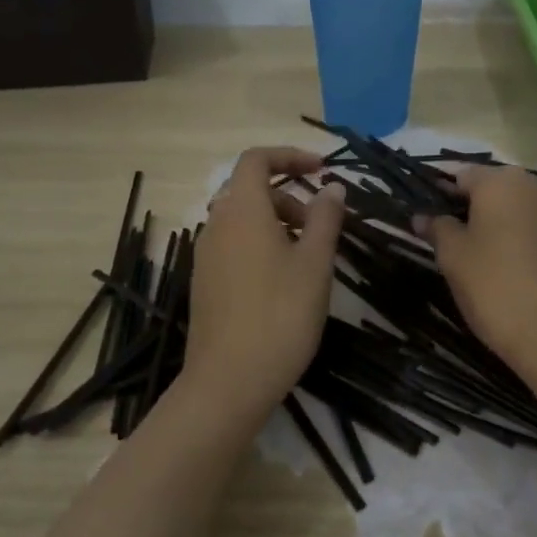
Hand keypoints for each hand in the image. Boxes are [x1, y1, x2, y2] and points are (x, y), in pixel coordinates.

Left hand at [183, 147, 345, 413]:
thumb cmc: (281, 315)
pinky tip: (283, 281)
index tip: (322, 170)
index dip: (290, 156)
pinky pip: (233, 245)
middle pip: (249, 190)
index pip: (256, 159)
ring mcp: (205, 255)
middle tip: (320, 225)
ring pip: (242, 220)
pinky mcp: (204, 282)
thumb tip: (332, 187)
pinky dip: (259, 245)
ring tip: (307, 256)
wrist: (229, 380)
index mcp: (241, 210)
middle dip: (288, 195)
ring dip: (276, 222)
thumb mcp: (314, 263)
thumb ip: (325, 218)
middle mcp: (216, 225)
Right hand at [421, 165, 536, 376]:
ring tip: (498, 262)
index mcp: (503, 183)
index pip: (464, 175)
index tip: (433, 216)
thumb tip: (424, 215)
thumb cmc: (493, 286)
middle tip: (463, 242)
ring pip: (533, 215)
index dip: (445, 193)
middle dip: (483, 210)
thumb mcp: (452, 257)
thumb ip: (437, 228)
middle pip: (503, 191)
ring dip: (515, 228)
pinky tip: (531, 280)